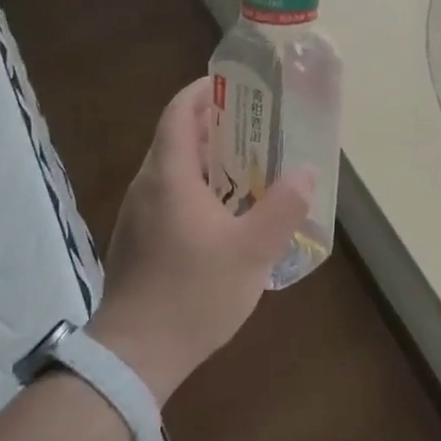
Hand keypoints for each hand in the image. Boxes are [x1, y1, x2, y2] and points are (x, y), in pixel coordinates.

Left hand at [88, 77, 313, 404]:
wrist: (134, 356)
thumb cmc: (194, 293)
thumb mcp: (252, 251)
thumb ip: (283, 207)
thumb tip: (306, 171)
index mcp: (169, 175)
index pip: (179, 112)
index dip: (203, 91)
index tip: (233, 85)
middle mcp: (146, 186)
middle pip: (176, 138)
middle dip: (214, 126)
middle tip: (256, 128)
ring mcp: (136, 215)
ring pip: (172, 171)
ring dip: (206, 161)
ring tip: (247, 168)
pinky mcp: (136, 241)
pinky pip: (167, 197)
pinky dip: (195, 189)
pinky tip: (223, 215)